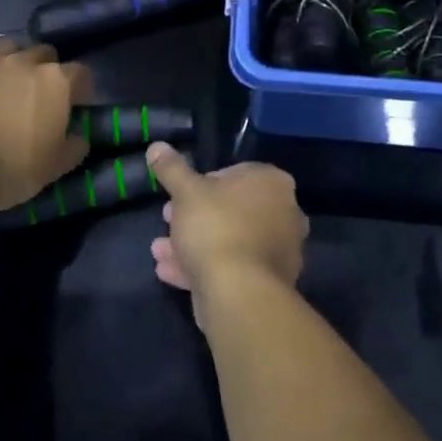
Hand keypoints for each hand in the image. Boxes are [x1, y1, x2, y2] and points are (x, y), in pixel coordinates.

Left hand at [0, 42, 91, 211]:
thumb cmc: (11, 166)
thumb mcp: (54, 168)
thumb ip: (73, 148)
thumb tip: (79, 138)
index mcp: (57, 82)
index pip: (81, 73)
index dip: (82, 88)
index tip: (79, 105)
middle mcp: (28, 62)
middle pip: (47, 54)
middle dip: (49, 69)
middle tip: (43, 95)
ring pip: (12, 48)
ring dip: (16, 61)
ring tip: (11, 84)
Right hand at [146, 143, 306, 330]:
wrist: (239, 293)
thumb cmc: (216, 227)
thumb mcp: (186, 192)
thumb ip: (172, 169)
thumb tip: (157, 146)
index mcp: (273, 183)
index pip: (235, 173)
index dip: (202, 183)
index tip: (178, 195)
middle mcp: (285, 214)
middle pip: (231, 210)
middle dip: (194, 216)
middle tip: (167, 220)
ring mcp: (280, 252)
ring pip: (228, 241)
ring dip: (193, 244)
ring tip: (159, 250)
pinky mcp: (269, 284)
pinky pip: (232, 268)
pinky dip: (203, 267)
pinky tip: (169, 272)